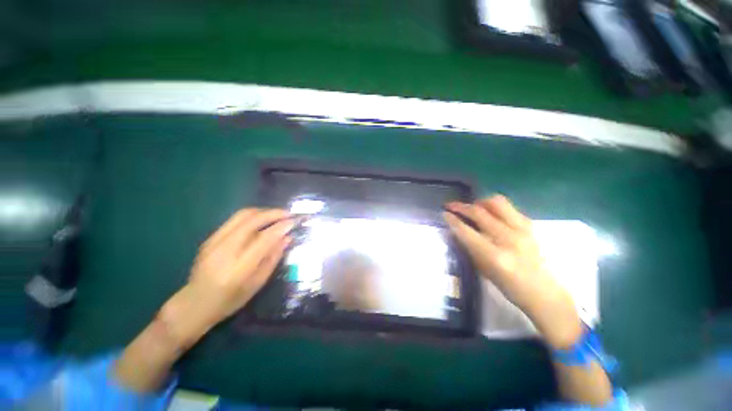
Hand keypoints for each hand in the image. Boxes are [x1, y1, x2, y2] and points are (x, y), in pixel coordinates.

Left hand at [161, 209, 292, 348]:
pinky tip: (262, 221)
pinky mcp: (210, 238)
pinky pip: (235, 219)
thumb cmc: (230, 300)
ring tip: (277, 215)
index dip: (281, 227)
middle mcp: (224, 250)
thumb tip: (288, 238)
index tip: (294, 221)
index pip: (264, 238)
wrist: (194, 303)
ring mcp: (214, 241)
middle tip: (288, 214)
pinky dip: (253, 216)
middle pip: (252, 220)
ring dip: (263, 211)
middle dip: (274, 213)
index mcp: (239, 267)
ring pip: (242, 215)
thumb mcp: (258, 283)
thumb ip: (273, 258)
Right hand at [444, 195, 581, 347]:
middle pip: (479, 212)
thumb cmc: (509, 287)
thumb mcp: (483, 270)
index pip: (467, 231)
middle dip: (461, 206)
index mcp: (495, 256)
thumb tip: (454, 230)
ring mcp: (522, 230)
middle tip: (451, 205)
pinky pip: (509, 207)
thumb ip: (469, 248)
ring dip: (479, 202)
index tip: (444, 213)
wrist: (543, 291)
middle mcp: (508, 239)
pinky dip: (494, 207)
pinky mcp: (530, 226)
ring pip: (496, 202)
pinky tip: (490, 213)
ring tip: (473, 207)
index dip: (453, 220)